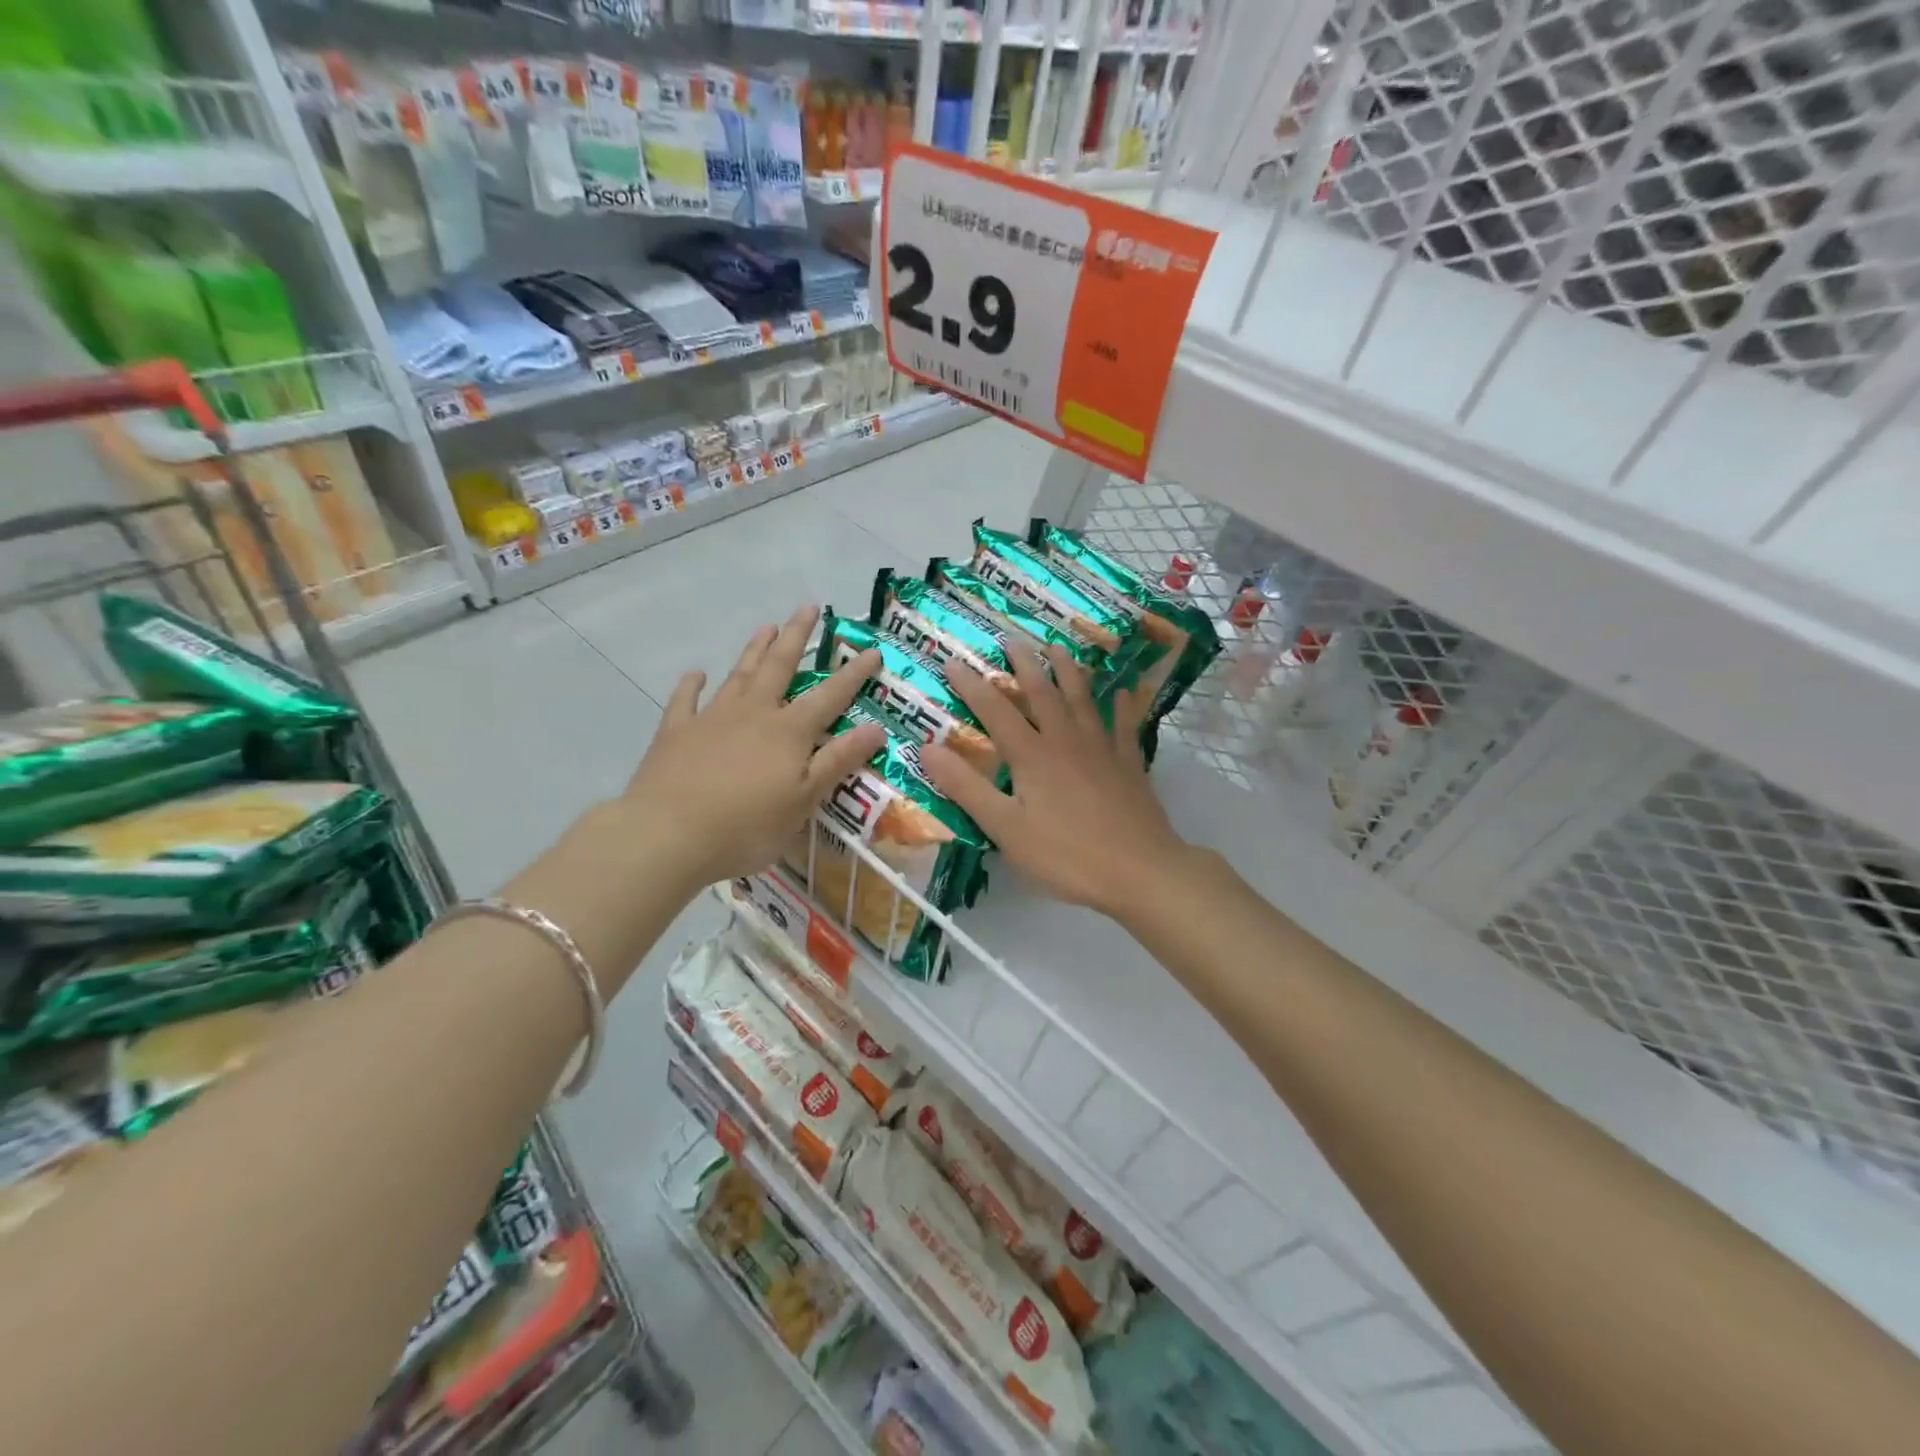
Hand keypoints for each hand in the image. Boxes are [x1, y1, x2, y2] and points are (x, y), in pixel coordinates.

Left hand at [619, 606, 884, 888]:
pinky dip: (691, 684)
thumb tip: (875, 728)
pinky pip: (685, 700)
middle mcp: (753, 712)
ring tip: (766, 626)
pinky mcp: (676, 732)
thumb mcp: (804, 800)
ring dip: (754, 650)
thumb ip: (838, 761)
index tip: (871, 650)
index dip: (853, 674)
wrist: (667, 834)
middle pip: (780, 666)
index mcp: (789, 731)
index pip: (830, 695)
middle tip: (808, 607)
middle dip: (797, 636)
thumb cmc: (746, 826)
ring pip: (739, 674)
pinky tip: (696, 673)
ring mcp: (711, 718)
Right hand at [921, 645, 1192, 919]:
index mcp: (1032, 755)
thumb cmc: (1066, 856)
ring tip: (1059, 648)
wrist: (1140, 870)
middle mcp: (1066, 741)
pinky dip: (1123, 706)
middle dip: (1024, 664)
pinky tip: (1124, 693)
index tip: (953, 661)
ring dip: (1069, 671)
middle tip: (1012, 638)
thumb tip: (927, 747)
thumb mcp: (1005, 828)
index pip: (995, 711)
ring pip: (1083, 699)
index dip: (972, 686)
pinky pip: (1125, 726)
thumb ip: (967, 787)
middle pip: (1042, 693)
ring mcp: (1102, 749)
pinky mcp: (1129, 764)